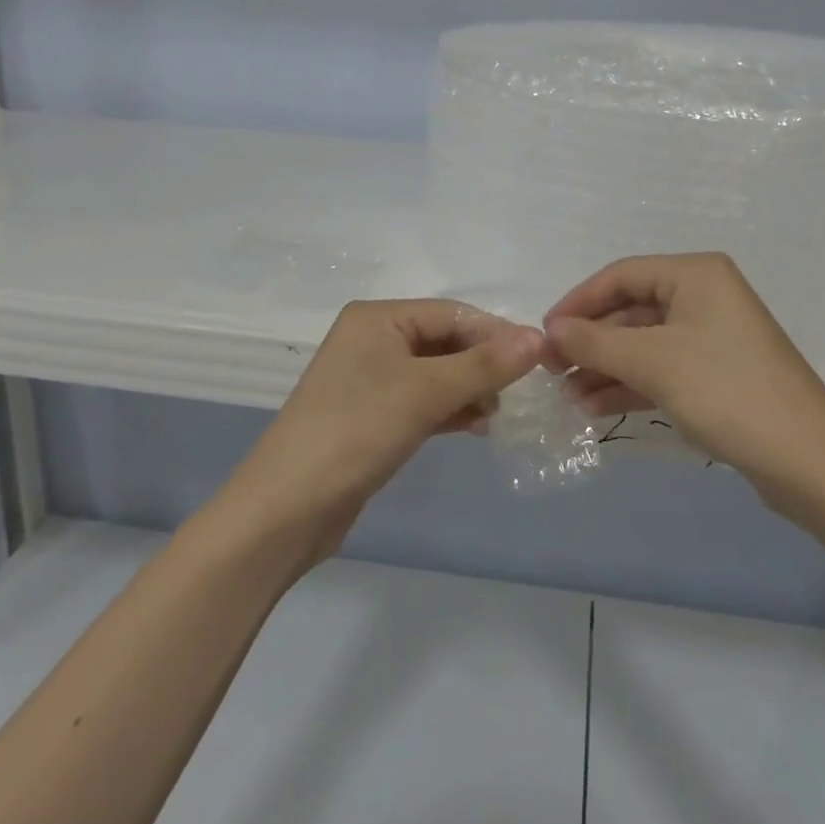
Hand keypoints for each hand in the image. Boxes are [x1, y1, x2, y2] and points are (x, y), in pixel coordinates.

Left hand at [228, 300, 542, 551]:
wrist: (285, 510)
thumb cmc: (356, 432)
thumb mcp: (425, 393)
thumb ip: (484, 365)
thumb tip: (538, 338)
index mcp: (378, 317)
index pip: (451, 313)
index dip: (495, 333)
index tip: (539, 359)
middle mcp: (373, 339)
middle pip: (444, 341)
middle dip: (482, 364)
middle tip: (520, 391)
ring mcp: (370, 379)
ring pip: (436, 373)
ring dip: (469, 389)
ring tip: (498, 413)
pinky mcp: (372, 415)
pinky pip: (423, 400)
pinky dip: (450, 409)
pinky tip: (477, 426)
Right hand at [544, 253, 824, 489]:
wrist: (809, 462)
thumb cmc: (726, 391)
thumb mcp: (653, 362)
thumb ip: (595, 342)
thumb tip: (550, 329)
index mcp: (695, 274)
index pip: (621, 275)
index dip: (578, 302)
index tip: (544, 334)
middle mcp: (704, 296)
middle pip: (631, 310)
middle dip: (591, 341)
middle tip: (551, 369)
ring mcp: (712, 337)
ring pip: (644, 343)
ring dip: (605, 366)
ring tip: (568, 396)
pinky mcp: (717, 374)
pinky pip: (662, 369)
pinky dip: (630, 384)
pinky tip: (594, 406)